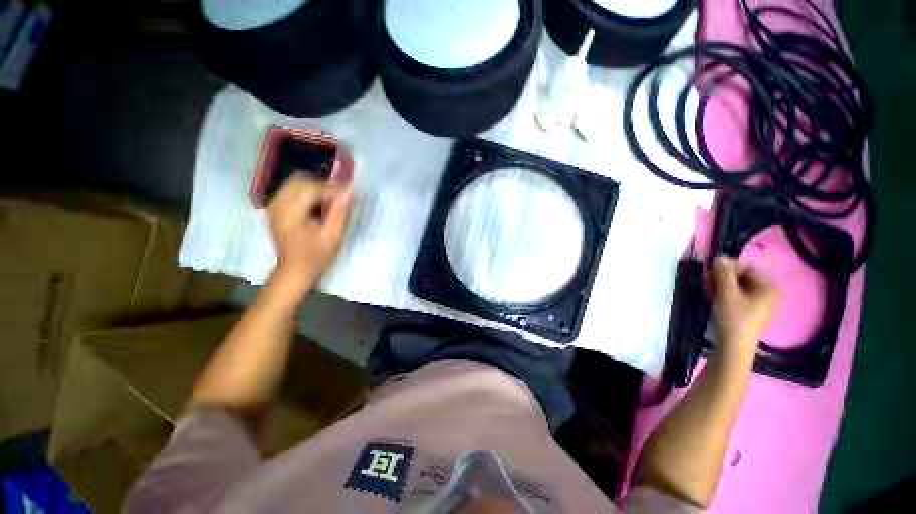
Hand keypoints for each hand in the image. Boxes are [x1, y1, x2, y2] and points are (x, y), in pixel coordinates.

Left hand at [267, 175, 353, 294]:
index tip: (347, 195)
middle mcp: (277, 206)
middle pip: (299, 182)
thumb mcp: (334, 236)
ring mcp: (273, 207)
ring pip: (294, 184)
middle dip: (322, 186)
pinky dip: (306, 194)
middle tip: (338, 198)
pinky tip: (316, 206)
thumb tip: (349, 190)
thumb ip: (341, 212)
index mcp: (290, 214)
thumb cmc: (316, 256)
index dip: (331, 189)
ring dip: (314, 189)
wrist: (294, 271)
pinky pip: (290, 191)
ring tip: (329, 202)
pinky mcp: (274, 209)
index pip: (311, 189)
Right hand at [708, 257, 780, 358]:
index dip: (726, 269)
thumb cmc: (734, 317)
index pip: (746, 267)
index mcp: (769, 286)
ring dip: (721, 286)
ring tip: (709, 292)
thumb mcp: (727, 293)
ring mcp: (762, 303)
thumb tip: (720, 257)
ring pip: (738, 287)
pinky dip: (726, 295)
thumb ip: (724, 273)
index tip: (710, 274)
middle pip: (742, 277)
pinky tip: (715, 300)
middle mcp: (769, 293)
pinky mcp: (753, 312)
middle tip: (707, 283)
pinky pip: (739, 296)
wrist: (735, 346)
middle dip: (723, 278)